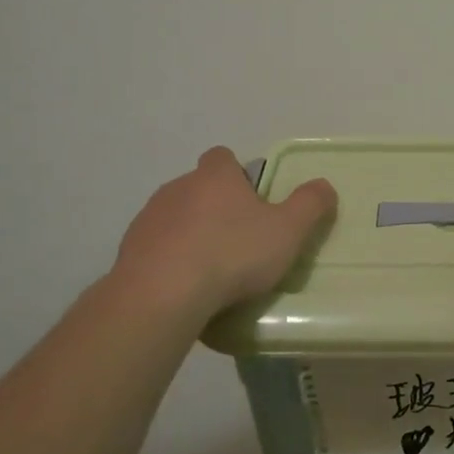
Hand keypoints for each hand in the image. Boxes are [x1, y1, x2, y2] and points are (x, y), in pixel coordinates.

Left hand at [112, 148, 337, 317]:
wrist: (162, 295)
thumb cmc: (232, 254)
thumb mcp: (288, 231)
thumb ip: (310, 205)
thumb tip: (325, 186)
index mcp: (215, 177)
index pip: (223, 158)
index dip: (237, 175)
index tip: (252, 201)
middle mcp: (177, 188)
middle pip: (199, 188)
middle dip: (216, 207)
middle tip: (239, 241)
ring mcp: (148, 219)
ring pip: (175, 218)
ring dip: (190, 234)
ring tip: (211, 270)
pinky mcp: (128, 251)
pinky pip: (155, 248)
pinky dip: (169, 261)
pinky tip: (184, 288)